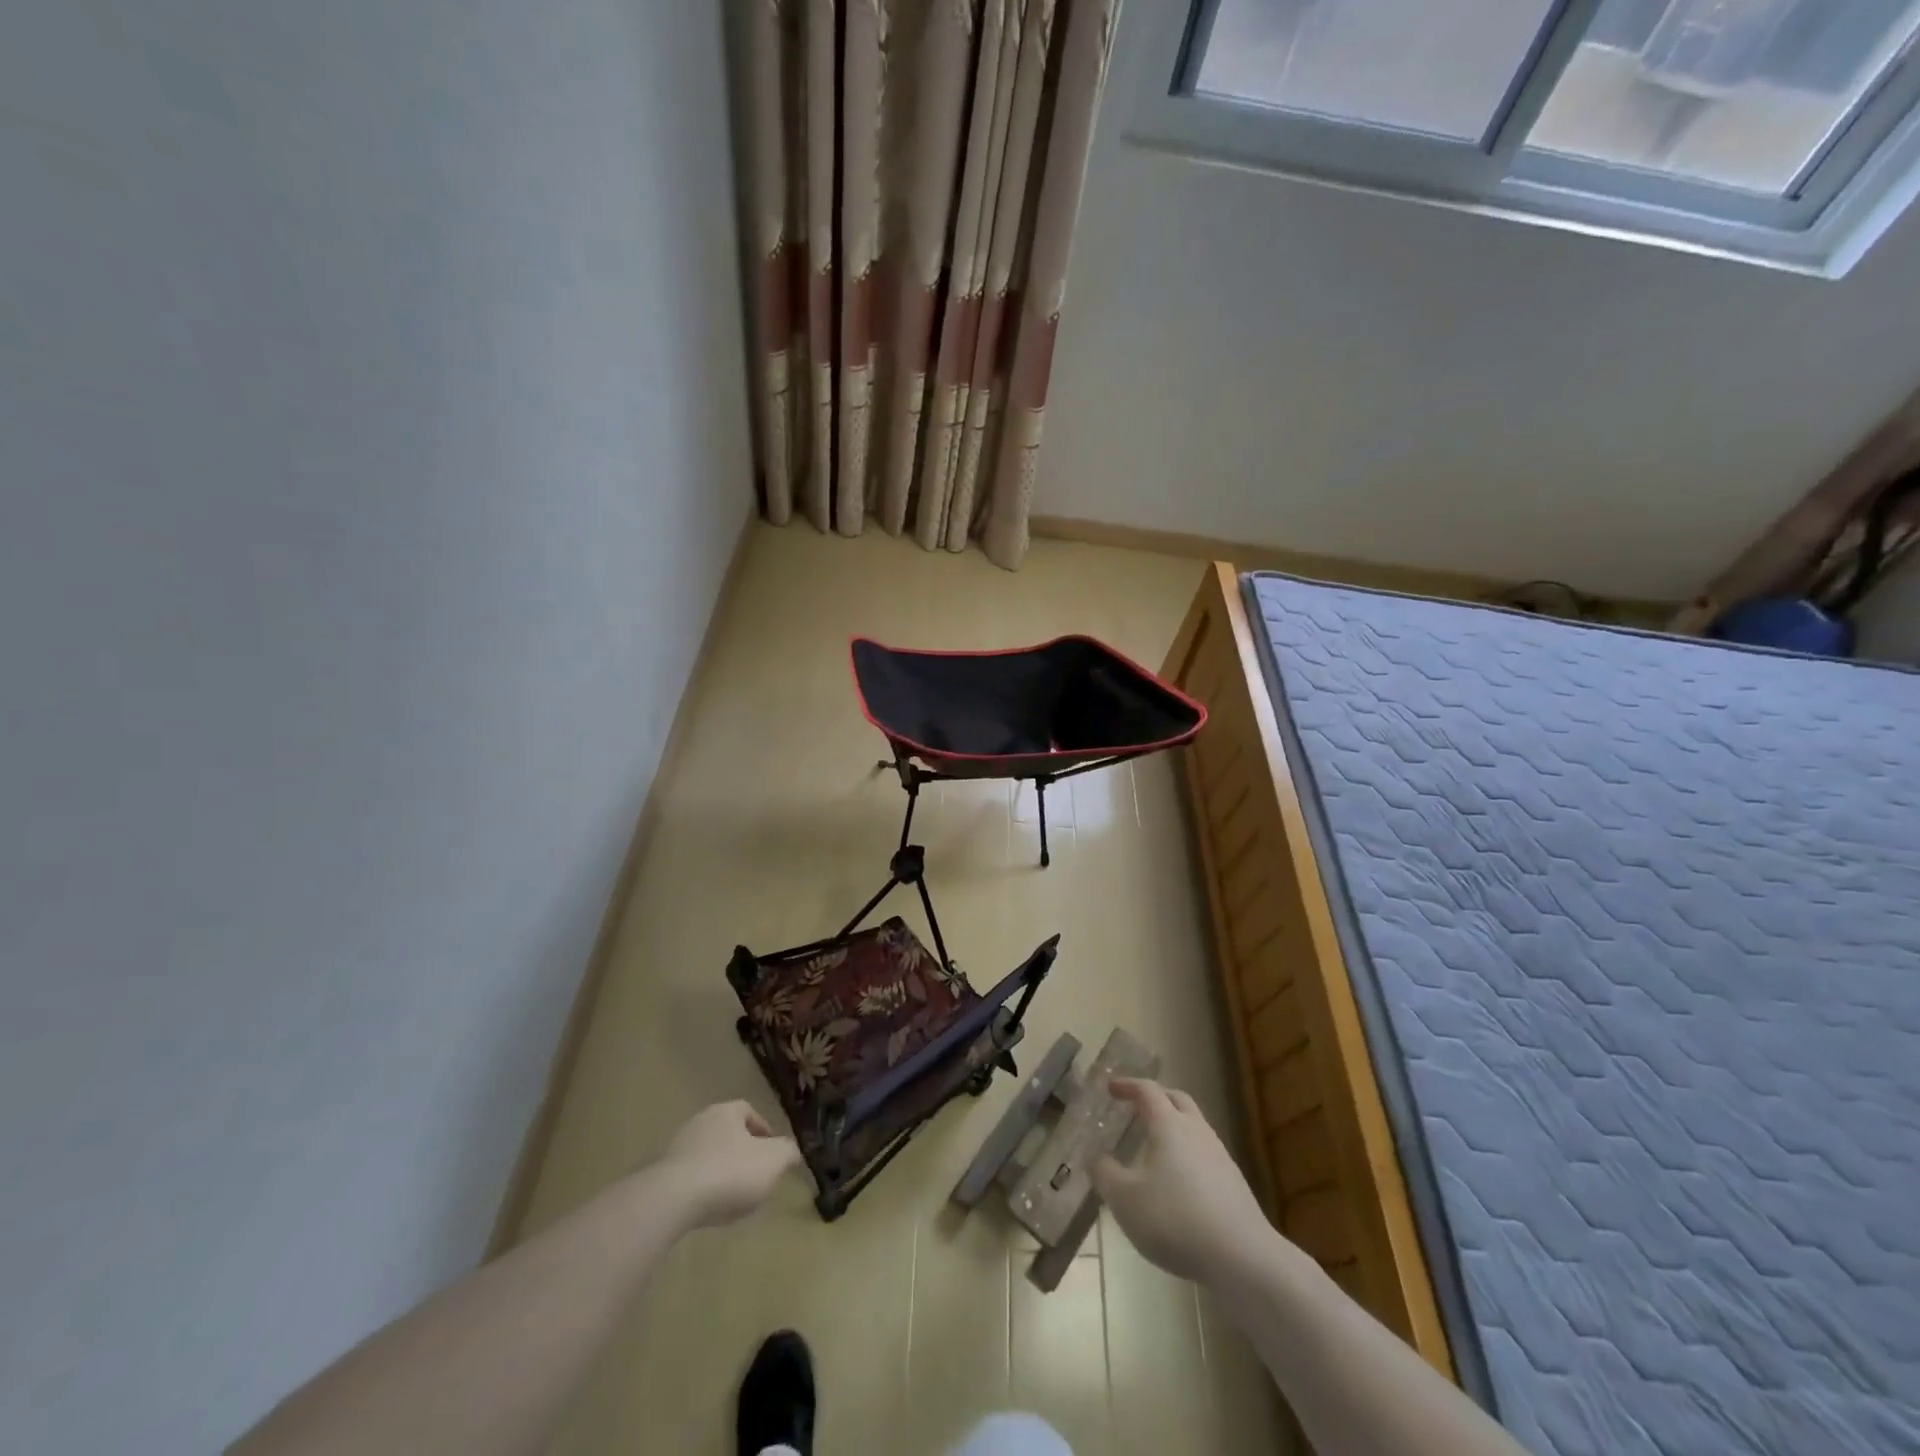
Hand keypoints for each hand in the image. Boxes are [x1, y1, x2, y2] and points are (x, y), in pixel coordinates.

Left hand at [655, 1101, 801, 1228]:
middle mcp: (700, 1122)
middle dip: (743, 1152)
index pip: (748, 1111)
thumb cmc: (730, 1172)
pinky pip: (691, 1177)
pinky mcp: (662, 1176)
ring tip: (734, 1196)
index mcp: (726, 1111)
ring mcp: (678, 1148)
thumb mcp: (773, 1161)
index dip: (763, 1130)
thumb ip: (788, 1153)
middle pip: (728, 1133)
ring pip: (709, 1155)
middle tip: (756, 1175)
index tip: (772, 1153)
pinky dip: (704, 1188)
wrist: (673, 1200)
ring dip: (722, 1171)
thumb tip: (792, 1152)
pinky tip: (710, 1207)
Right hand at [1093, 1078, 1276, 1285]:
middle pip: (1177, 1100)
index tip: (1111, 1088)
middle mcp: (1196, 1130)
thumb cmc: (1175, 1218)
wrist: (1242, 1257)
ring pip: (1194, 1126)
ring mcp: (1220, 1156)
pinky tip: (1179, 1182)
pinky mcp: (1234, 1183)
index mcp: (1168, 1124)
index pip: (1147, 1090)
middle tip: (1136, 1107)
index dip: (1127, 1085)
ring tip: (1155, 1147)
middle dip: (1155, 1098)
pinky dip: (1187, 1154)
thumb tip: (1097, 1158)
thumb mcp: (1125, 1199)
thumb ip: (1105, 1174)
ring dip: (1174, 1126)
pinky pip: (1205, 1154)